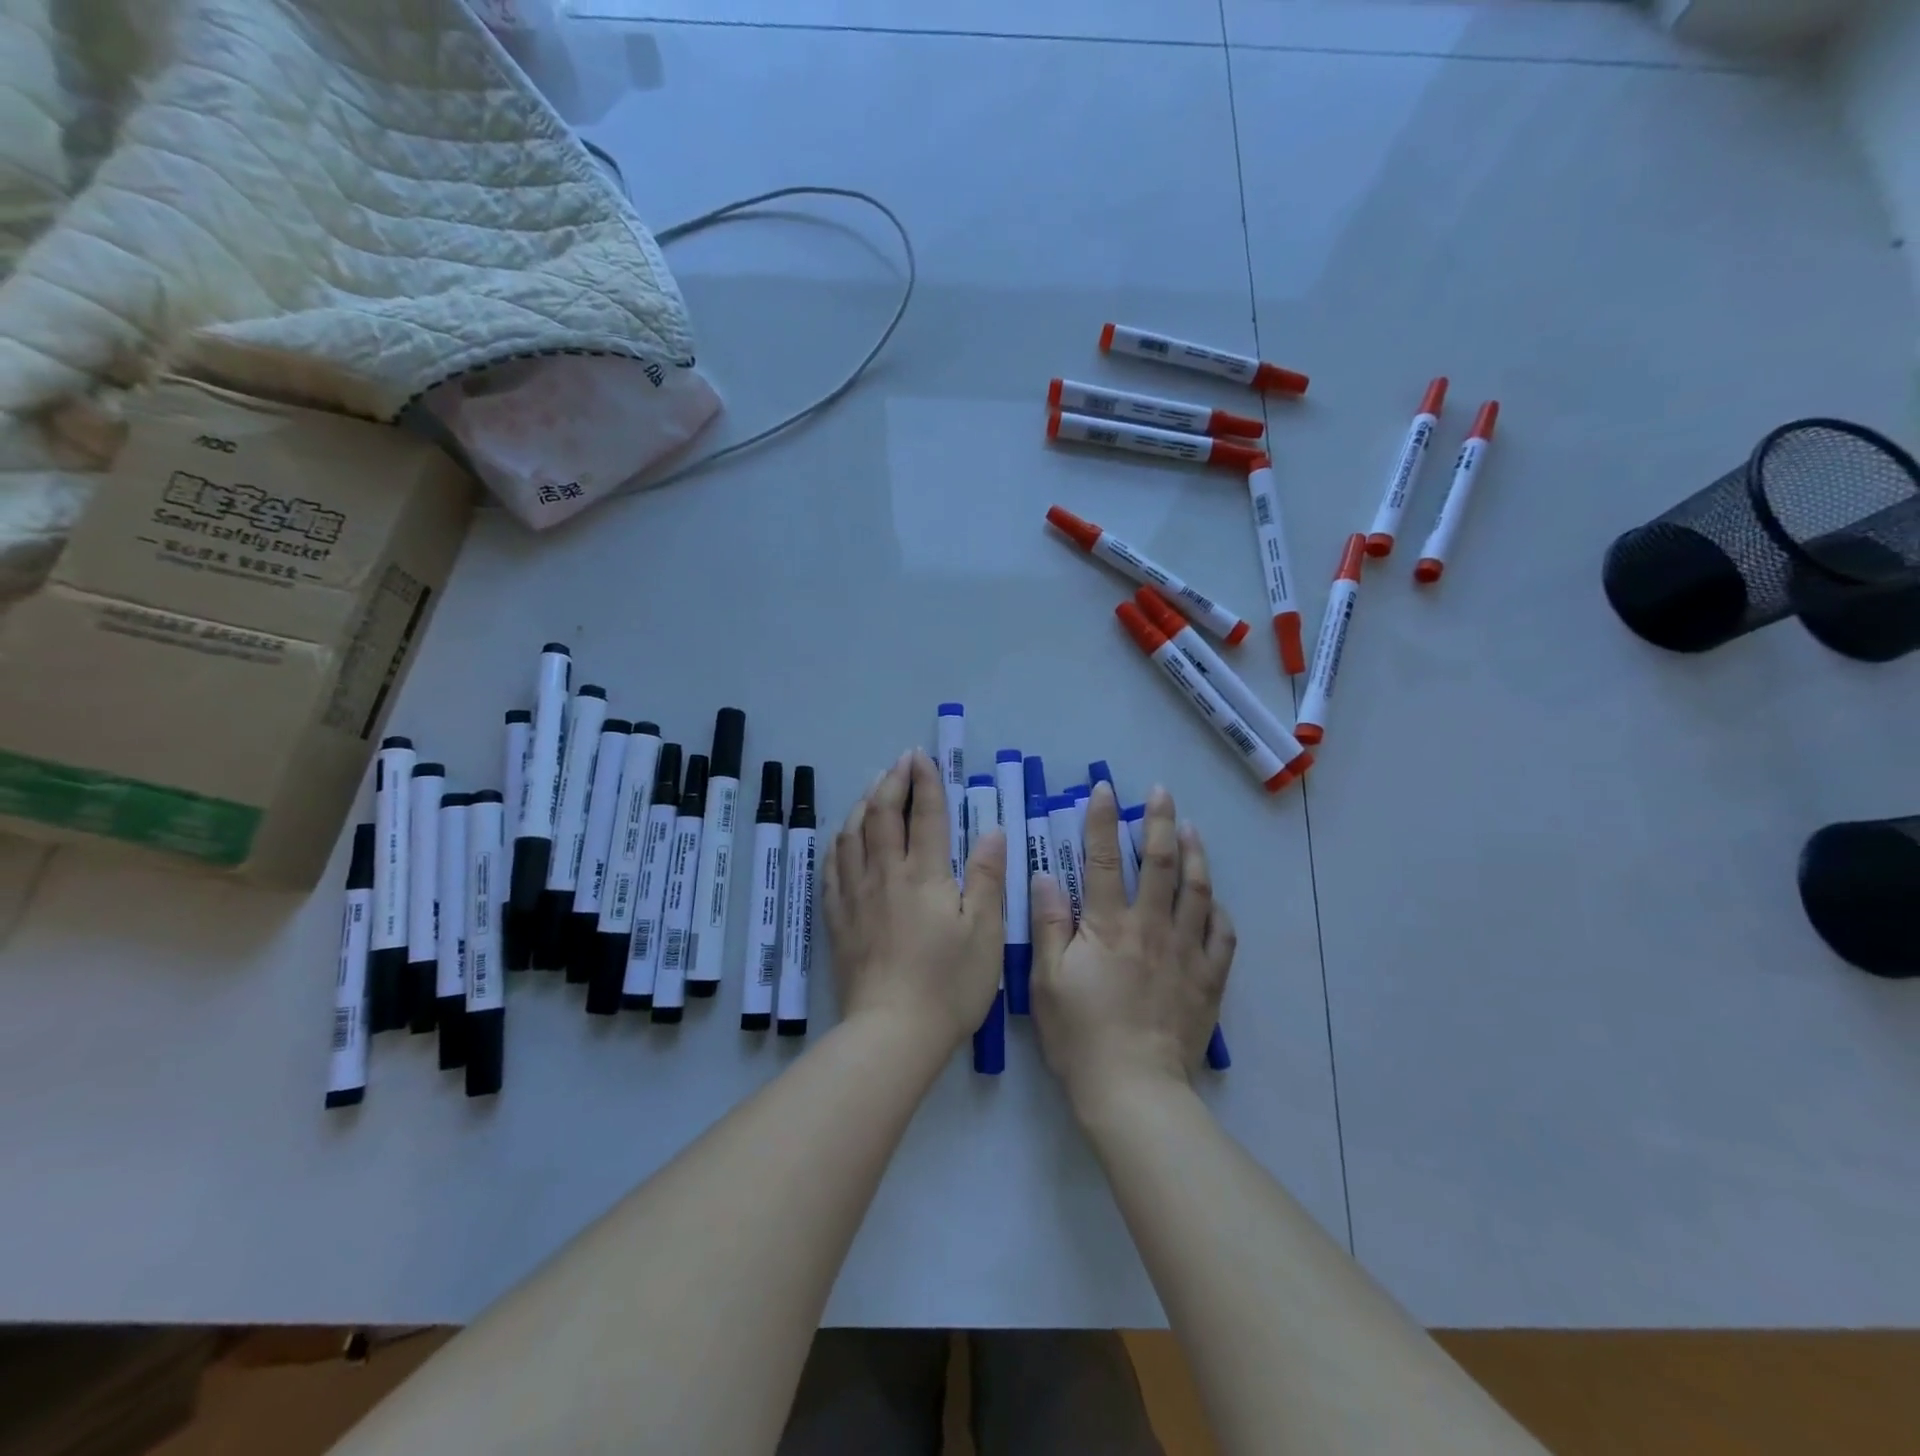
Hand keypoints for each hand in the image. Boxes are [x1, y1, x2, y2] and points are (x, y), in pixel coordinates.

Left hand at [822, 749, 1006, 1051]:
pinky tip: (841, 837)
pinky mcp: (838, 919)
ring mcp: (856, 896)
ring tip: (871, 787)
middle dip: (891, 782)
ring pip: (851, 835)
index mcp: (923, 875)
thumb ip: (986, 877)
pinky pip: (831, 868)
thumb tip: (991, 831)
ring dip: (862, 804)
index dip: (924, 782)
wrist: (892, 1032)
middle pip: (881, 815)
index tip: (922, 757)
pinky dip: (837, 842)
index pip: (924, 815)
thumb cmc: (949, 984)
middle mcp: (884, 875)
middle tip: (899, 762)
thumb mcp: (985, 932)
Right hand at [1030, 783, 1234, 1111]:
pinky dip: (1219, 911)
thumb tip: (1046, 876)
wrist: (1133, 1089)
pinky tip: (1215, 900)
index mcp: (1109, 925)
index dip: (1102, 820)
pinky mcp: (1207, 979)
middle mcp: (1151, 927)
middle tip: (1162, 793)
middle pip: (1160, 863)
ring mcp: (1186, 952)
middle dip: (1160, 822)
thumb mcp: (1046, 980)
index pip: (1104, 859)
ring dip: (1195, 854)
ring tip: (1192, 829)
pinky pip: (1222, 936)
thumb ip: (1048, 924)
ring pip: (1197, 891)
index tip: (1105, 790)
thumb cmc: (1080, 1035)